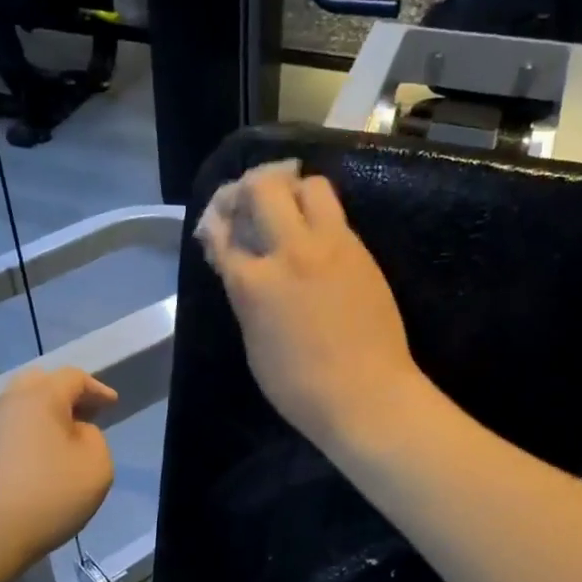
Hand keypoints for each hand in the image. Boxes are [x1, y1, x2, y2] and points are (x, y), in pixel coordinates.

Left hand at [0, 367, 116, 568]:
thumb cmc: (47, 495)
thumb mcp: (96, 466)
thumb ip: (94, 439)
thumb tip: (75, 433)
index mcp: (40, 397)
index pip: (72, 377)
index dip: (96, 388)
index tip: (112, 404)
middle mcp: (7, 404)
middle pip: (39, 383)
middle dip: (65, 394)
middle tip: (86, 414)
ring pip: (19, 408)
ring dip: (44, 417)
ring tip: (64, 440)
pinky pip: (7, 433)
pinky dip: (28, 437)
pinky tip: (39, 462)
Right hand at [196, 159, 427, 451]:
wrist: (367, 396)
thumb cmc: (300, 387)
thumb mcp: (254, 344)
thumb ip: (245, 297)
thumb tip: (241, 268)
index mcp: (253, 282)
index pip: (222, 231)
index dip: (215, 221)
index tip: (217, 223)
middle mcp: (290, 251)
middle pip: (264, 187)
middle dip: (248, 187)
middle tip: (248, 203)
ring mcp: (332, 246)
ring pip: (310, 186)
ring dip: (291, 190)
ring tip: (287, 211)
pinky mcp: (361, 251)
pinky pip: (336, 214)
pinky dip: (318, 214)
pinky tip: (314, 236)